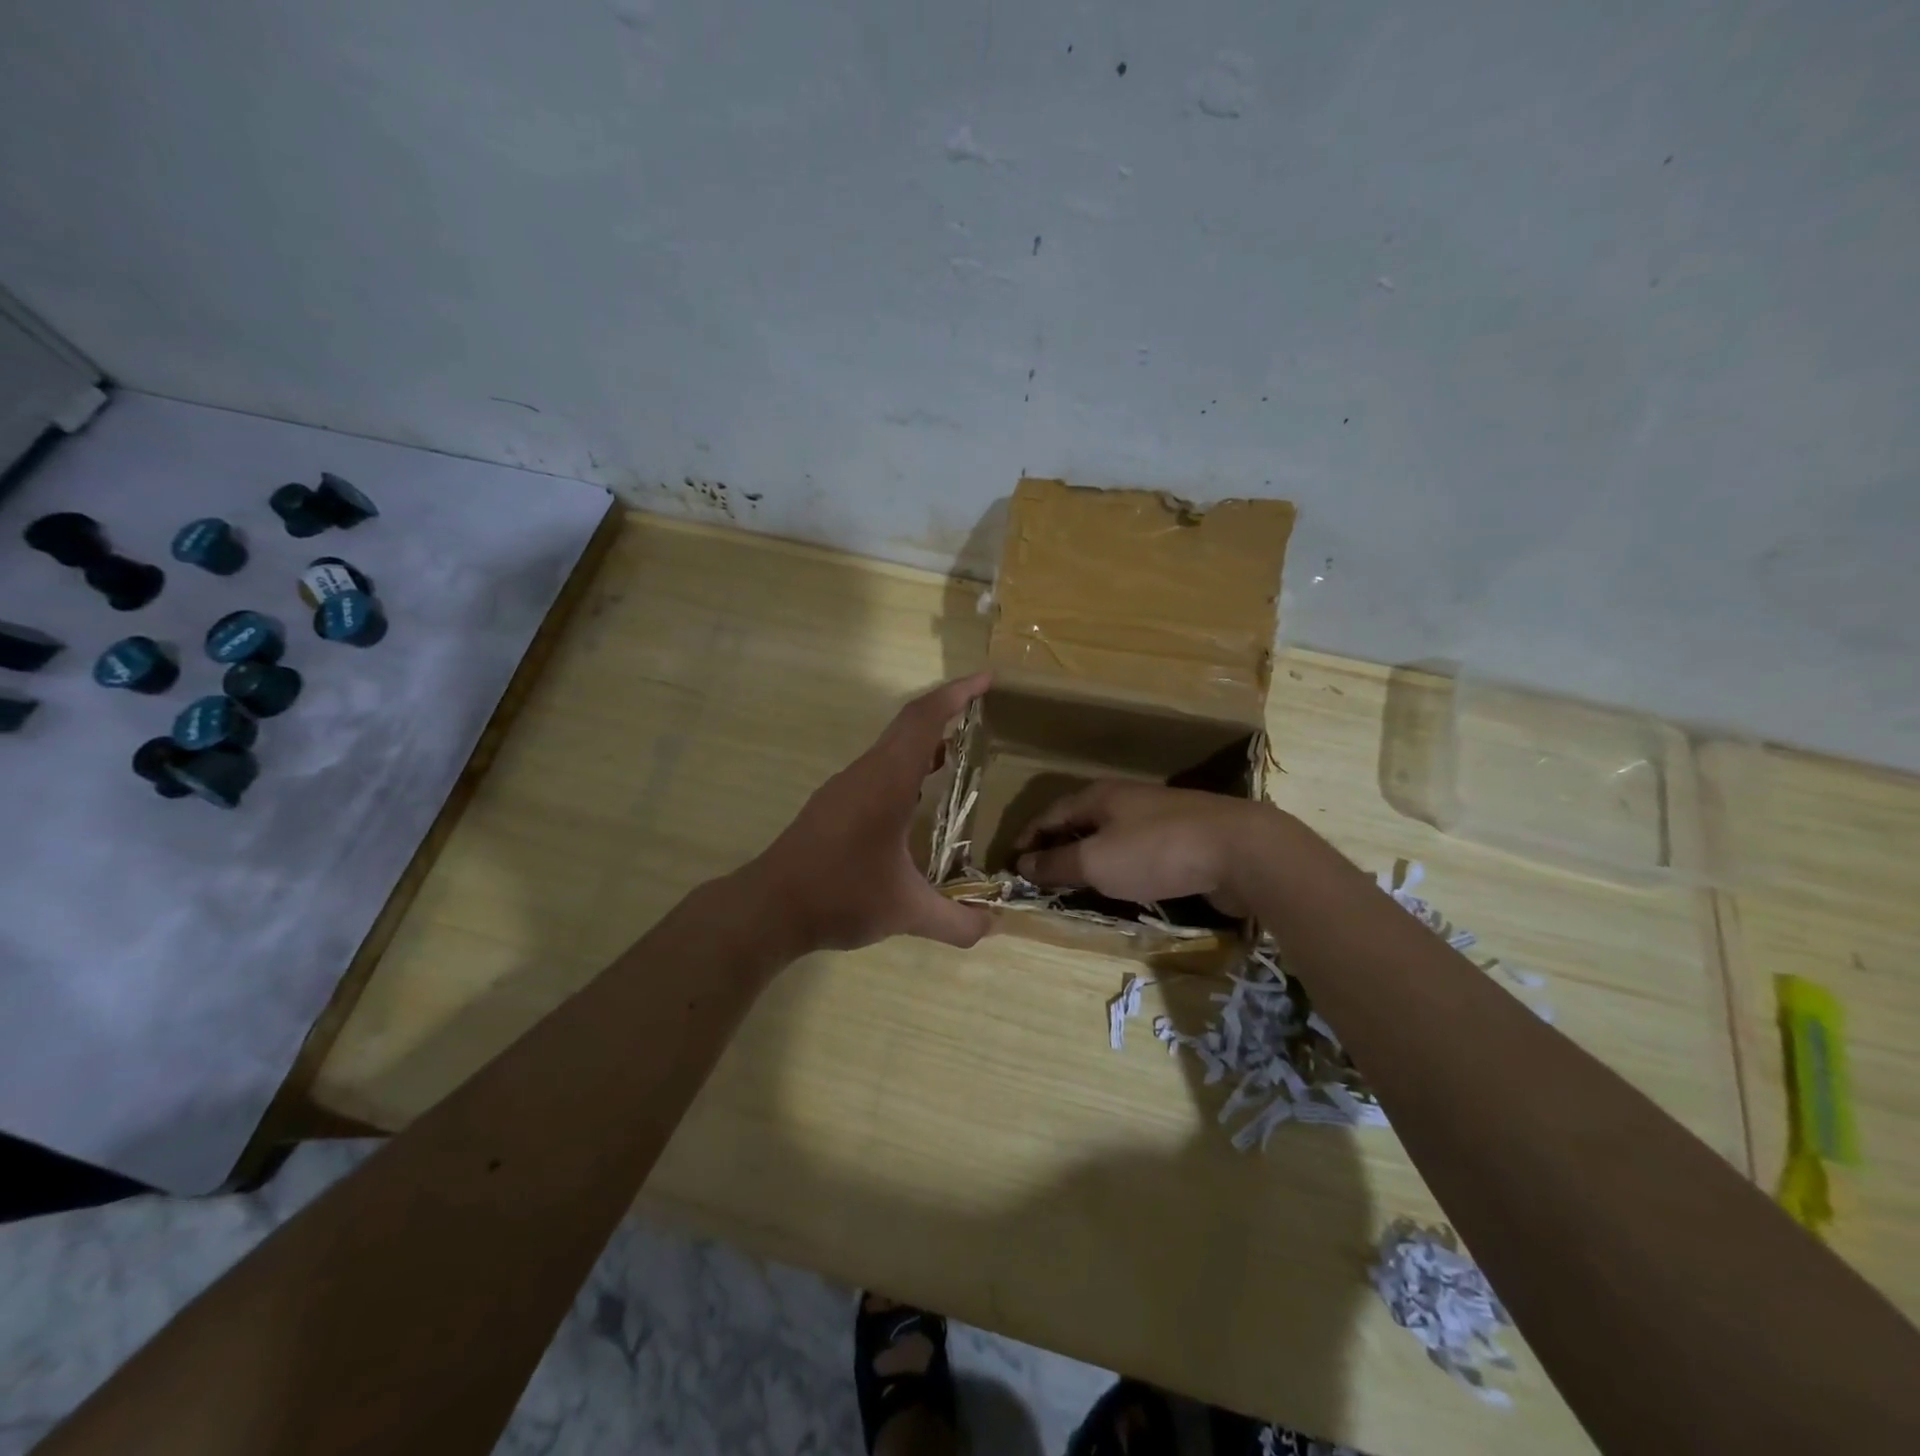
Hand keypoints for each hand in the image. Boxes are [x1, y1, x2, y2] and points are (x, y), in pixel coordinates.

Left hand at [748, 672, 993, 953]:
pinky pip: (878, 768)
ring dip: (924, 741)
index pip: (924, 720)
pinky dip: (906, 766)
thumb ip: (955, 921)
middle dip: (946, 710)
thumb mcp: (906, 912)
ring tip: (956, 751)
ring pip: (891, 747)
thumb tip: (993, 926)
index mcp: (887, 781)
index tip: (986, 679)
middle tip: (980, 711)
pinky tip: (916, 796)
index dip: (957, 694)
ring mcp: (845, 787)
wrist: (769, 908)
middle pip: (908, 725)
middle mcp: (866, 773)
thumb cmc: (840, 896)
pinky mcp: (833, 804)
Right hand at [1013, 780, 1272, 914]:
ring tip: (1079, 882)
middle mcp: (1127, 799)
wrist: (1240, 850)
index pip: (1051, 812)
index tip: (1014, 859)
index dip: (1030, 835)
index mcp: (1100, 796)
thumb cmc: (1157, 851)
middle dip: (1059, 845)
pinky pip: (1139, 850)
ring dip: (1091, 856)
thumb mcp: (1097, 861)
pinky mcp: (1185, 837)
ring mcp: (1159, 816)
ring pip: (1112, 835)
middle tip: (1043, 874)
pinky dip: (1121, 865)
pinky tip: (1125, 884)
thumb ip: (1057, 863)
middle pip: (1082, 820)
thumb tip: (1022, 863)